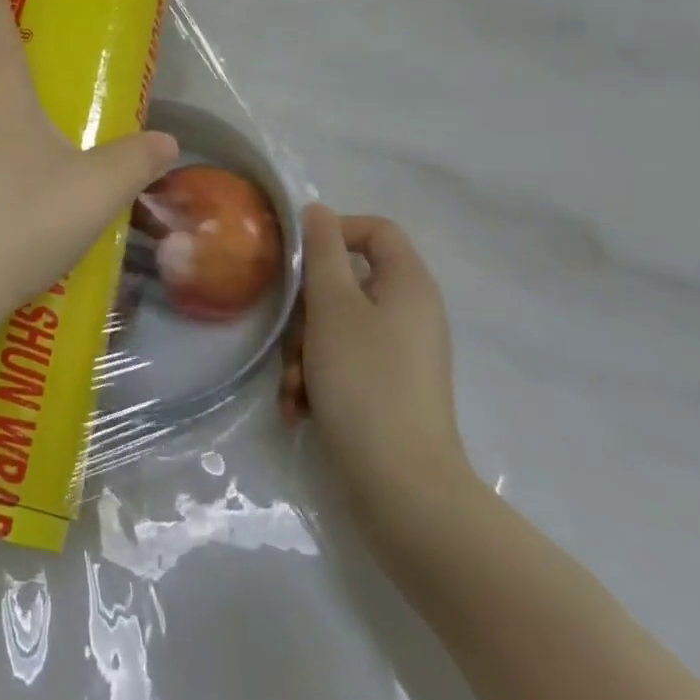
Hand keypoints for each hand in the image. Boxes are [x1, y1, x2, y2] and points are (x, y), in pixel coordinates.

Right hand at [282, 208, 474, 524]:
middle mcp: (410, 314)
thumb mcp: (332, 305)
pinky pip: (344, 364)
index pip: (375, 230)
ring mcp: (400, 355)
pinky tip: (299, 408)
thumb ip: (321, 251)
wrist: (401, 488)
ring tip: (292, 387)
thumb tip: (317, 211)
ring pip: (337, 327)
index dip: (335, 232)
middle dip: (306, 312)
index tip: (298, 258)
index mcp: (408, 285)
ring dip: (303, 352)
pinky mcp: (388, 391)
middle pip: (346, 283)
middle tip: (289, 337)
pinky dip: (317, 380)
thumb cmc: (364, 381)